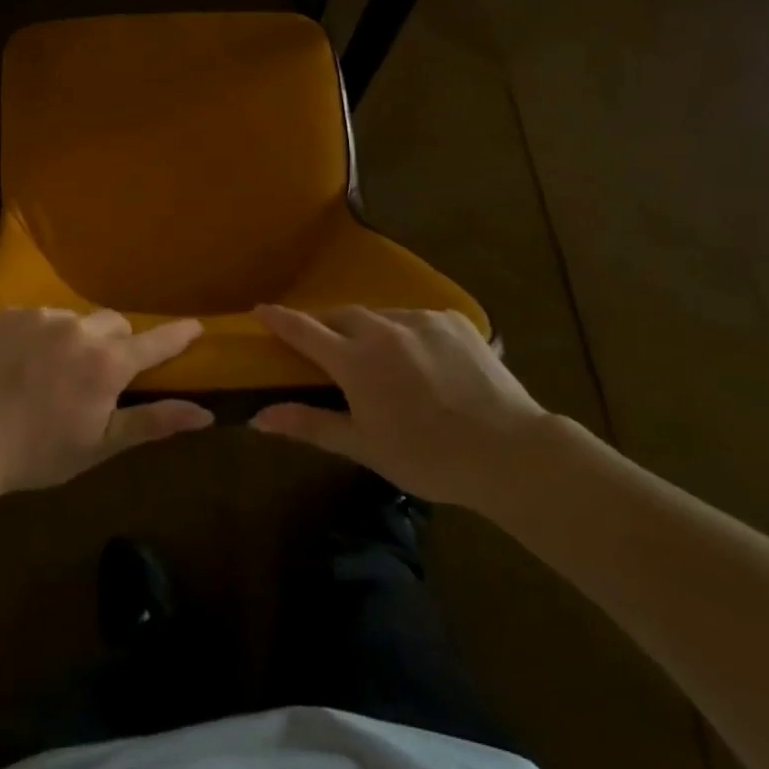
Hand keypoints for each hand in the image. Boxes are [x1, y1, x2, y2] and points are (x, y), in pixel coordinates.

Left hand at [0, 307, 213, 493]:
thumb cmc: (38, 452)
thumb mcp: (99, 445)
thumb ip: (153, 422)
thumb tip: (204, 413)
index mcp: (107, 362)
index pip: (154, 342)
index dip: (177, 335)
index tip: (196, 326)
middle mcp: (80, 328)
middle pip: (114, 325)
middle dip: (115, 345)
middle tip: (97, 376)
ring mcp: (43, 316)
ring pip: (76, 320)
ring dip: (76, 339)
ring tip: (51, 373)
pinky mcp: (11, 313)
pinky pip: (41, 317)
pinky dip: (42, 335)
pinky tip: (22, 364)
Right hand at [250, 306, 548, 511]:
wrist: (510, 452)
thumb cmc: (428, 457)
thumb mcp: (364, 446)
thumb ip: (309, 424)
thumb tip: (259, 417)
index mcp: (355, 361)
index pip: (304, 330)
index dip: (279, 319)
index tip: (260, 310)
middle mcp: (382, 329)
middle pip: (340, 315)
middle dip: (325, 325)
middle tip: (323, 345)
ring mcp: (420, 319)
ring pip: (380, 316)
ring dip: (368, 330)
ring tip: (379, 358)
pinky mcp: (453, 320)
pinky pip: (416, 319)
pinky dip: (407, 333)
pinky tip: (421, 359)